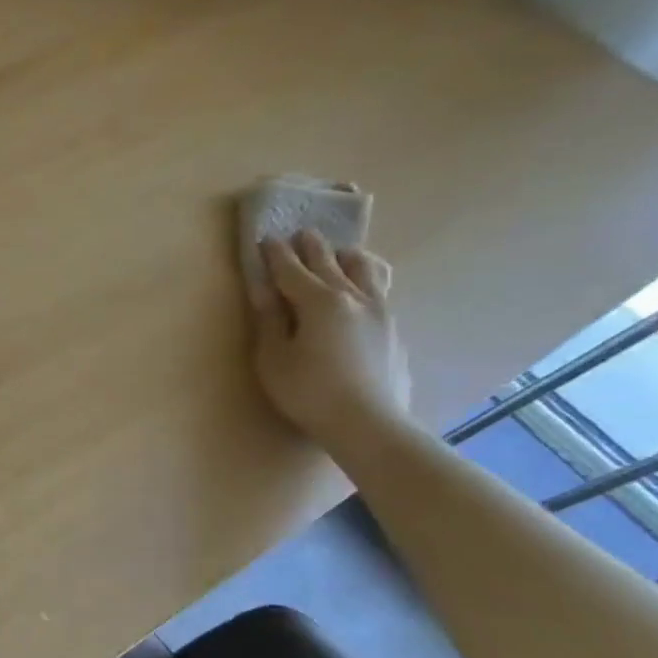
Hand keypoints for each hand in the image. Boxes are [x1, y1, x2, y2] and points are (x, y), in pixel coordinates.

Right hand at [250, 229, 410, 449]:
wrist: (369, 423)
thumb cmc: (308, 391)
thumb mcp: (273, 357)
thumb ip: (270, 319)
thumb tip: (263, 289)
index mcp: (319, 302)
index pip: (292, 270)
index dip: (276, 254)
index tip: (267, 238)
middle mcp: (354, 297)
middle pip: (331, 263)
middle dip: (313, 248)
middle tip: (302, 234)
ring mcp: (381, 312)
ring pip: (367, 271)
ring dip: (349, 258)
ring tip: (341, 254)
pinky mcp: (394, 330)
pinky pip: (380, 290)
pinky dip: (366, 279)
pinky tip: (362, 289)